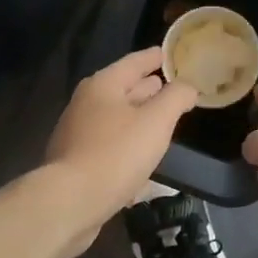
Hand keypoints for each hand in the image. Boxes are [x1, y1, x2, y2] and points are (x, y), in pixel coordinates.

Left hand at [44, 48, 197, 250]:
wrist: (69, 203)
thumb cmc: (116, 154)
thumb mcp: (156, 121)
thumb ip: (176, 98)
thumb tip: (187, 86)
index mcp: (103, 85)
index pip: (135, 62)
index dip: (156, 57)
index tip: (171, 54)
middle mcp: (86, 103)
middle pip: (124, 88)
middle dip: (149, 88)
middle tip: (173, 87)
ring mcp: (78, 133)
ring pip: (117, 118)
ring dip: (139, 118)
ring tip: (163, 121)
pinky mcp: (77, 162)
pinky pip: (110, 144)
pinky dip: (128, 143)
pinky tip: (143, 157)